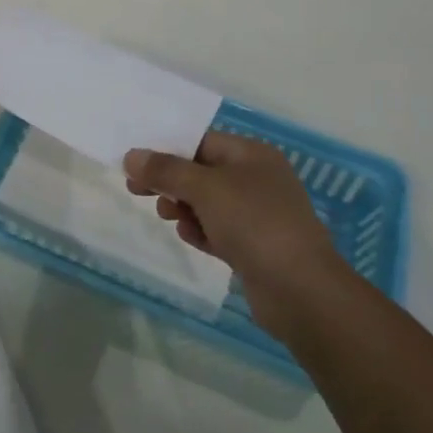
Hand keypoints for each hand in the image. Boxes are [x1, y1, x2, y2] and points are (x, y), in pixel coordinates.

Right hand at [125, 132, 342, 326]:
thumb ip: (166, 171)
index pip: (201, 141)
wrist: (301, 291)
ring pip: (209, 203)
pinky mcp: (256, 247)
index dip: (166, 149)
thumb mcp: (205, 189)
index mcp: (252, 155)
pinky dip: (201, 230)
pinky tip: (188, 237)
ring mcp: (259, 215)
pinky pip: (219, 230)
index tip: (135, 163)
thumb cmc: (253, 223)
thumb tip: (131, 156)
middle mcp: (258, 179)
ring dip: (183, 207)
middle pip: (202, 172)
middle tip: (137, 191)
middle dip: (170, 181)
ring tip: (167, 216)